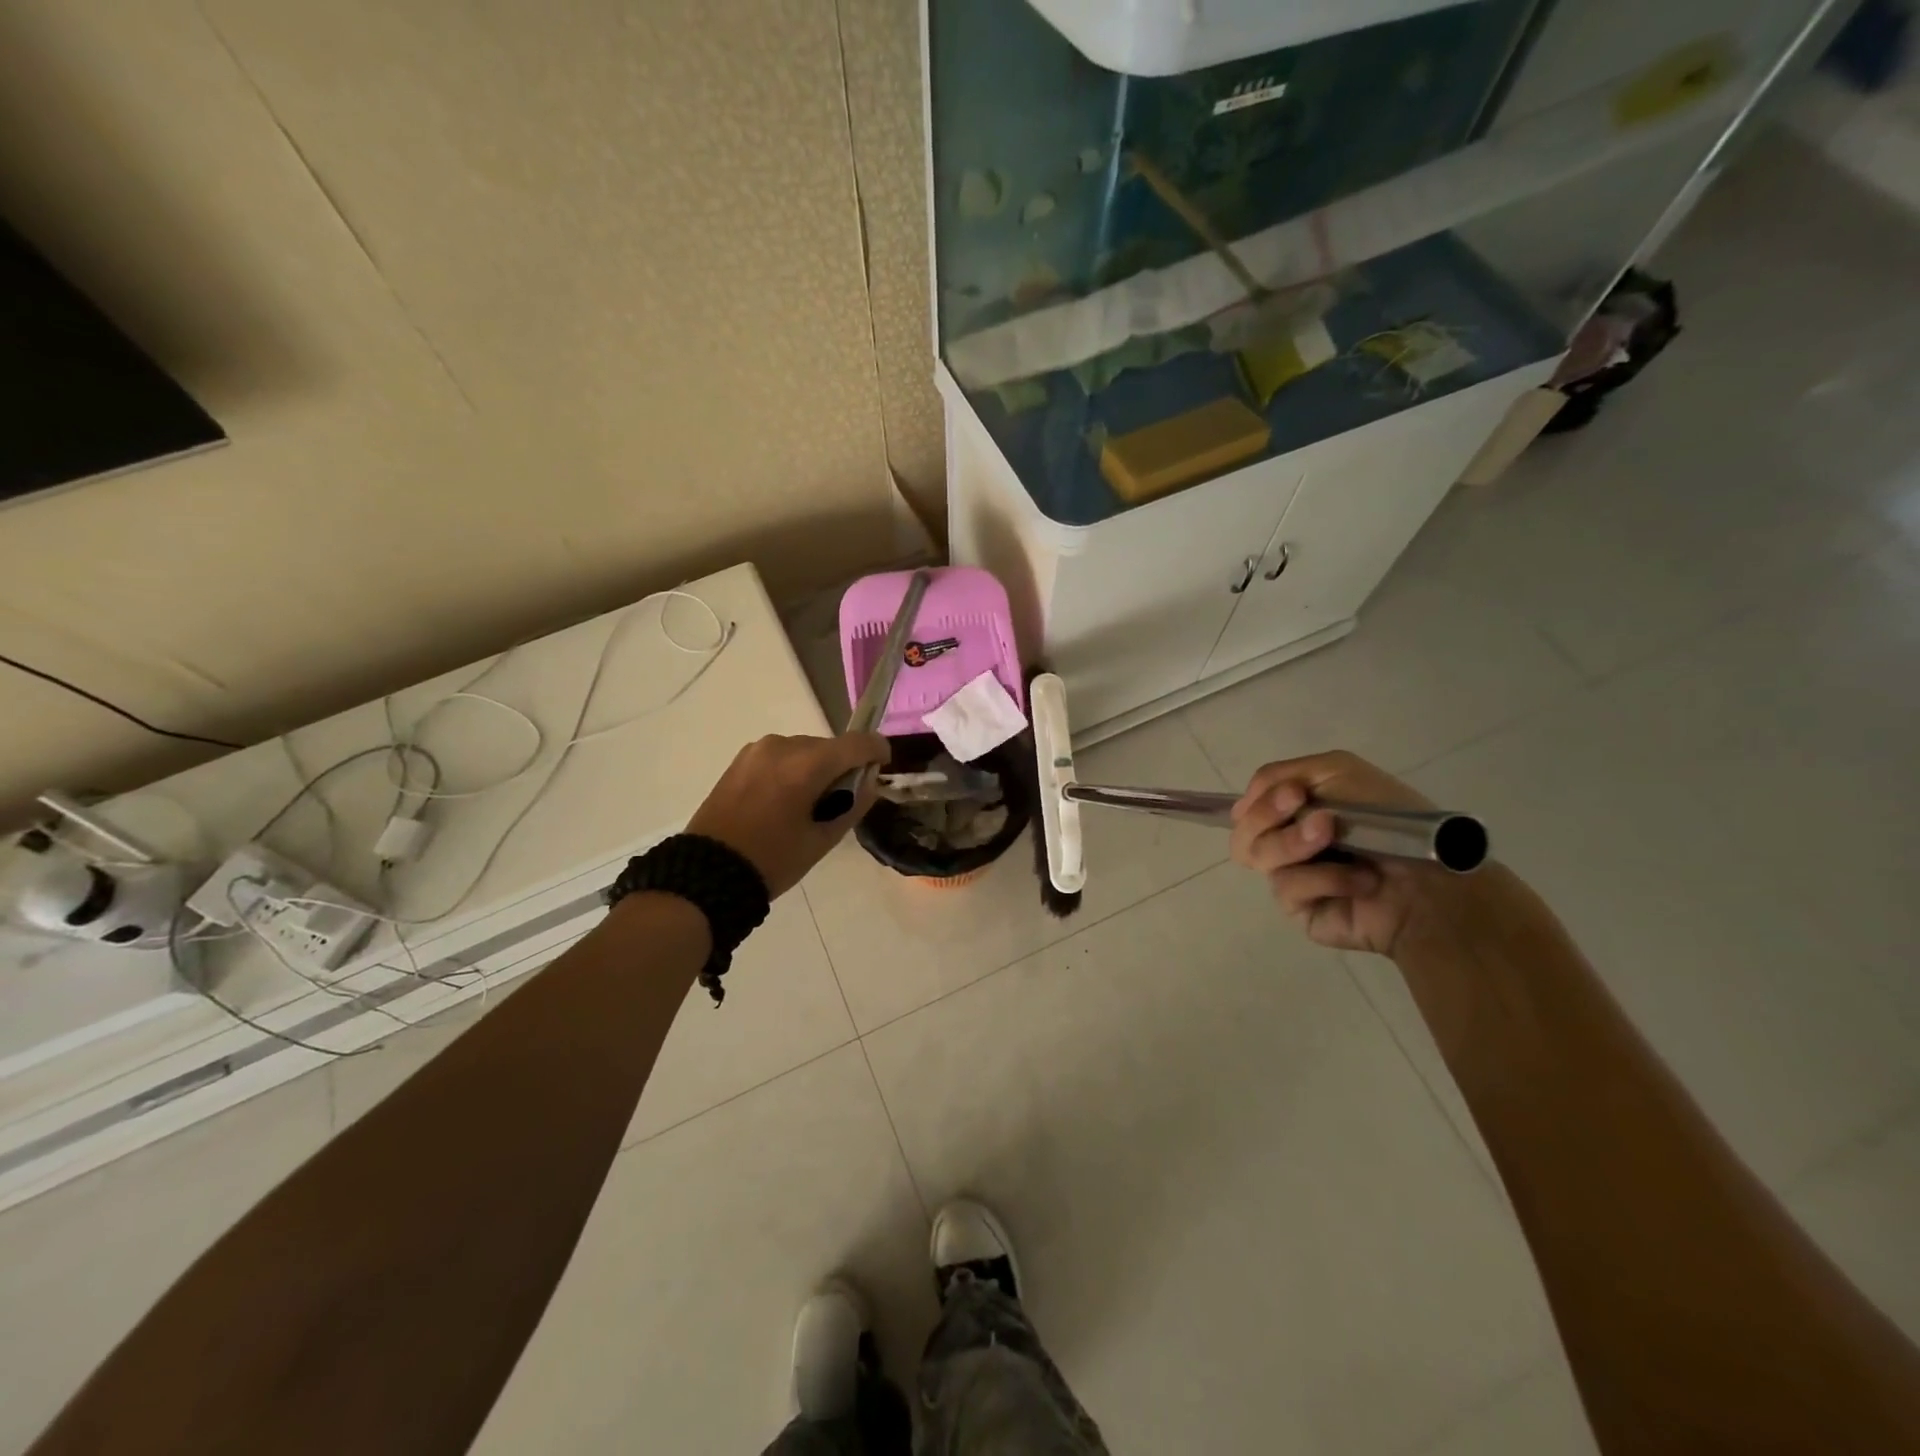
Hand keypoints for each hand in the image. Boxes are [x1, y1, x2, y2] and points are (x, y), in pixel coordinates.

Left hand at [687, 733, 889, 897]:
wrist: (707, 872)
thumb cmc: (773, 860)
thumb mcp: (822, 839)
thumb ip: (854, 804)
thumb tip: (869, 781)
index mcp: (807, 765)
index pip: (857, 743)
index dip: (877, 750)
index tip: (884, 765)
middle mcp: (783, 745)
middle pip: (830, 746)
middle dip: (843, 767)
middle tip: (840, 802)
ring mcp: (758, 750)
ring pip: (805, 750)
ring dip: (816, 768)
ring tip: (807, 805)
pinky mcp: (741, 759)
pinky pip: (781, 756)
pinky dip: (792, 770)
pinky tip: (783, 801)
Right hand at [1229, 751, 1451, 957]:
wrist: (1431, 881)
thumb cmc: (1392, 821)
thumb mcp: (1339, 771)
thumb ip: (1281, 772)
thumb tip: (1241, 806)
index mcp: (1294, 811)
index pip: (1248, 803)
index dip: (1261, 798)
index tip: (1295, 795)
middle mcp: (1286, 842)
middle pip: (1242, 830)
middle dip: (1269, 817)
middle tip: (1317, 818)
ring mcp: (1290, 877)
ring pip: (1257, 855)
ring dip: (1296, 843)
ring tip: (1335, 840)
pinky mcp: (1298, 910)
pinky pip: (1286, 887)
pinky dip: (1326, 878)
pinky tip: (1359, 880)